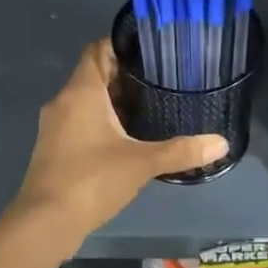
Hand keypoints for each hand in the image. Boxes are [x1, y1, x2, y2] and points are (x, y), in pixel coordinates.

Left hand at [11, 40, 226, 248]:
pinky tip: (126, 140)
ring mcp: (54, 128)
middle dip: (124, 76)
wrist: (46, 222)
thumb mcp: (142, 163)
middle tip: (160, 80)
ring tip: (149, 108)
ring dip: (113, 102)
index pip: (98, 50)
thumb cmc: (92, 180)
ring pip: (86, 102)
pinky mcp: (54, 150)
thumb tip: (222, 143)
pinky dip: (102, 124)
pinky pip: (80, 124)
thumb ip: (181, 151)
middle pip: (93, 76)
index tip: (151, 49)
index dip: (122, 45)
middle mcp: (63, 103)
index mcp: (80, 92)